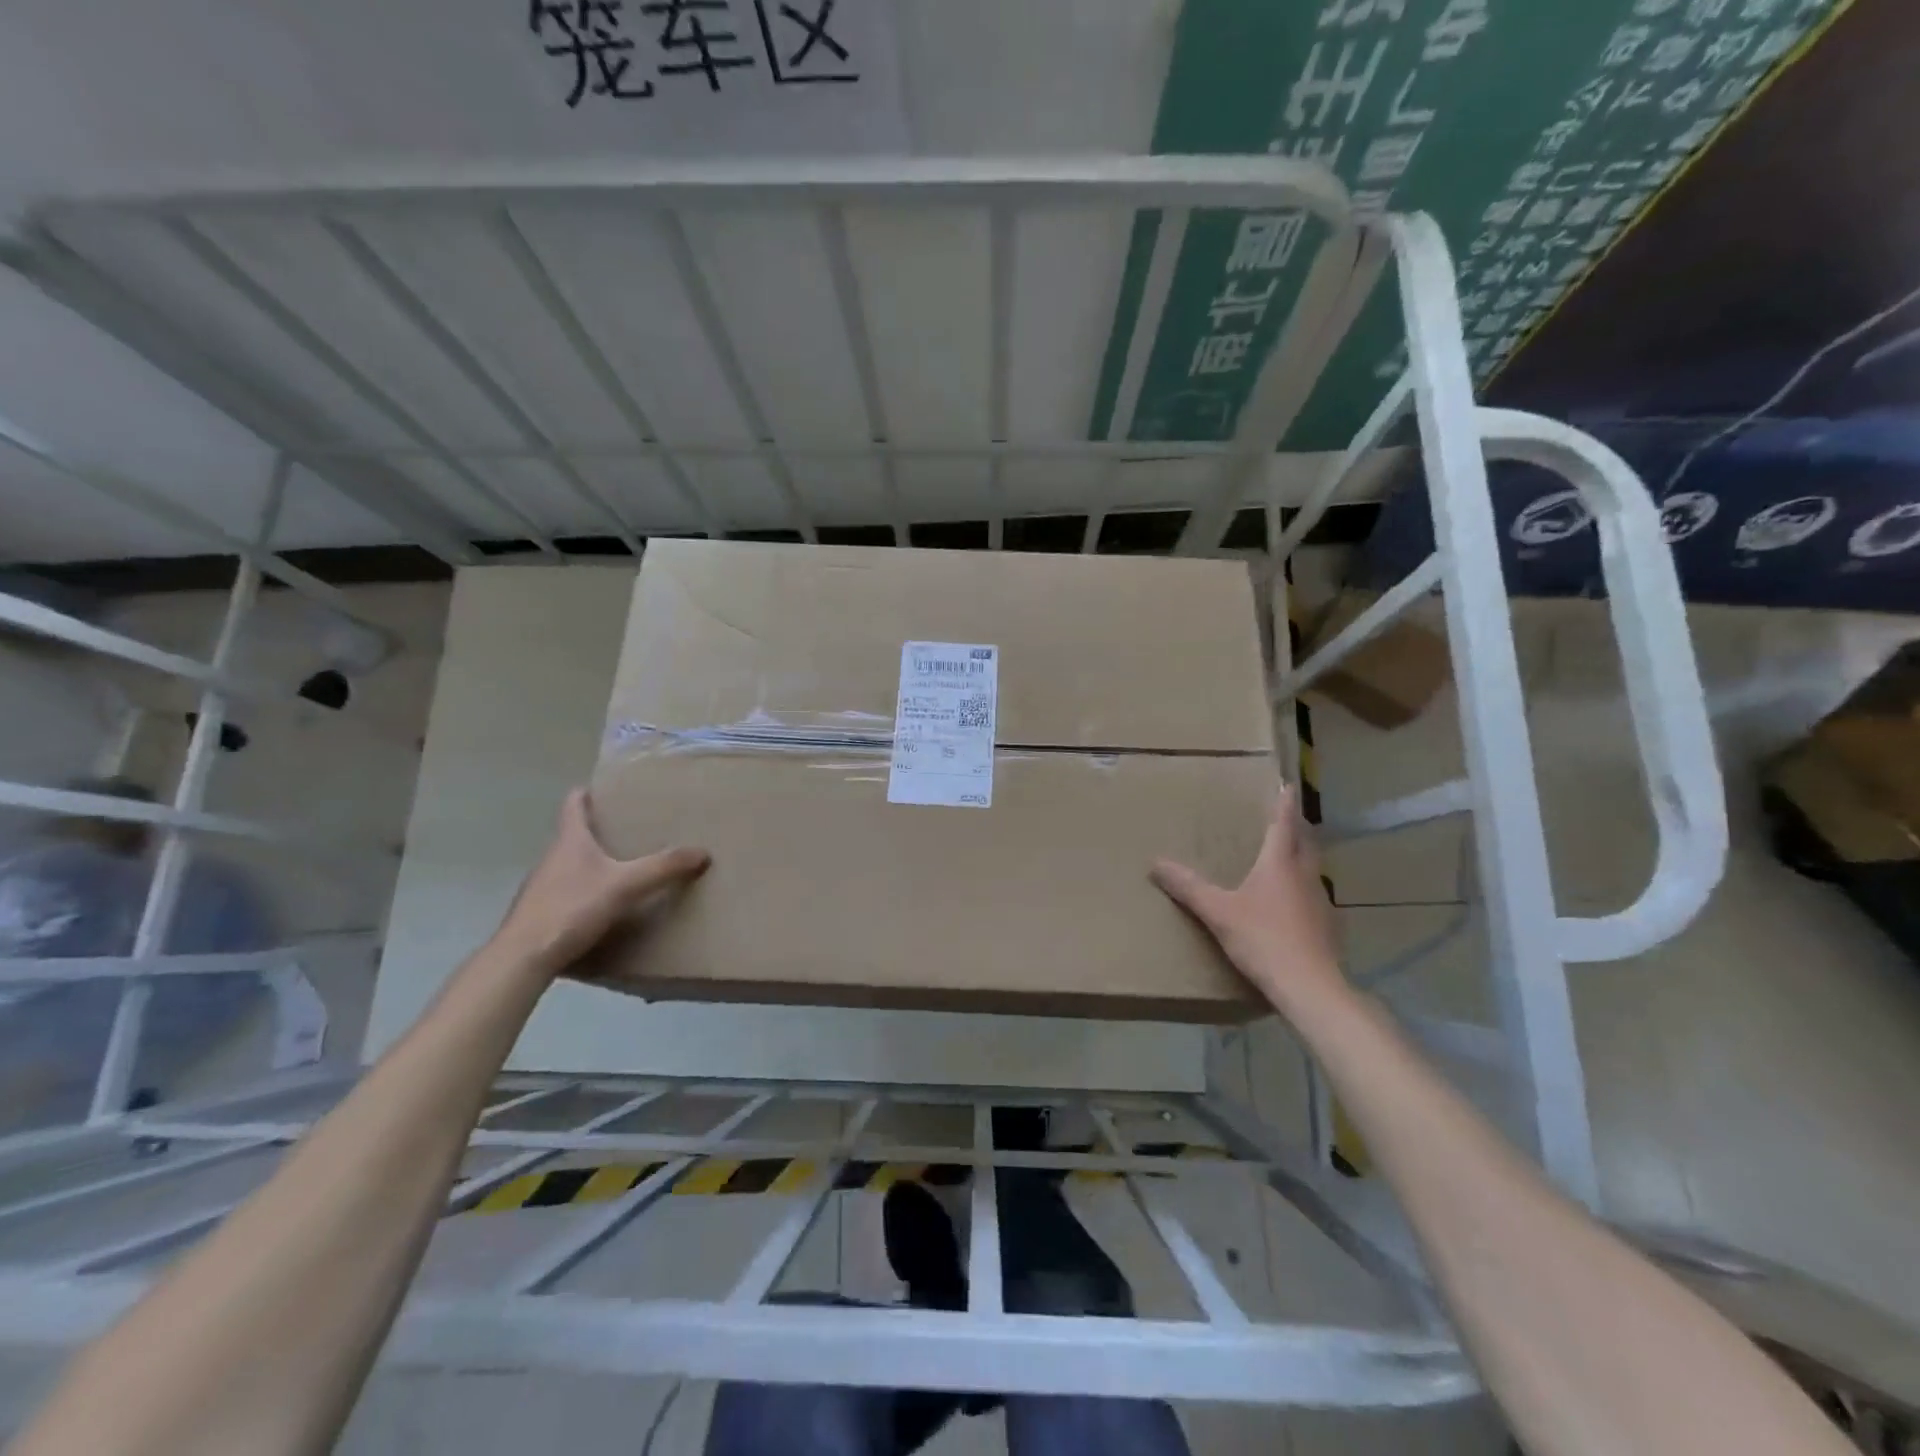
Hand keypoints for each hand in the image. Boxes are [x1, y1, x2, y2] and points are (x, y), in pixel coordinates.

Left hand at [492, 789, 709, 979]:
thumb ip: (663, 868)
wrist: (523, 957)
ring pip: (571, 864)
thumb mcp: (626, 885)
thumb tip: (703, 852)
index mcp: (570, 841)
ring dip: (593, 862)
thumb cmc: (572, 908)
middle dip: (600, 830)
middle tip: (632, 829)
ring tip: (625, 867)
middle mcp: (552, 857)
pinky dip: (586, 890)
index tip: (607, 788)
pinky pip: (568, 891)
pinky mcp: (541, 913)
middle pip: (575, 834)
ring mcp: (543, 886)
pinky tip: (605, 905)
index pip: (573, 804)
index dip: (588, 792)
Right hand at [1152, 785, 1342, 1013]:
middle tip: (1286, 819)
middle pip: (1305, 843)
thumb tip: (1155, 863)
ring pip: (1312, 870)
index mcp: (1280, 864)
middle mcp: (1305, 876)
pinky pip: (1313, 897)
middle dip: (1297, 828)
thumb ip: (1188, 887)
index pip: (1284, 824)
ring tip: (1285, 858)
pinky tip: (1291, 905)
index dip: (1284, 804)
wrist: (1310, 987)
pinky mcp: (1326, 927)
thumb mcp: (1218, 912)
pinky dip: (1302, 890)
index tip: (1288, 784)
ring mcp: (1320, 902)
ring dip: (1301, 858)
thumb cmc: (1263, 939)